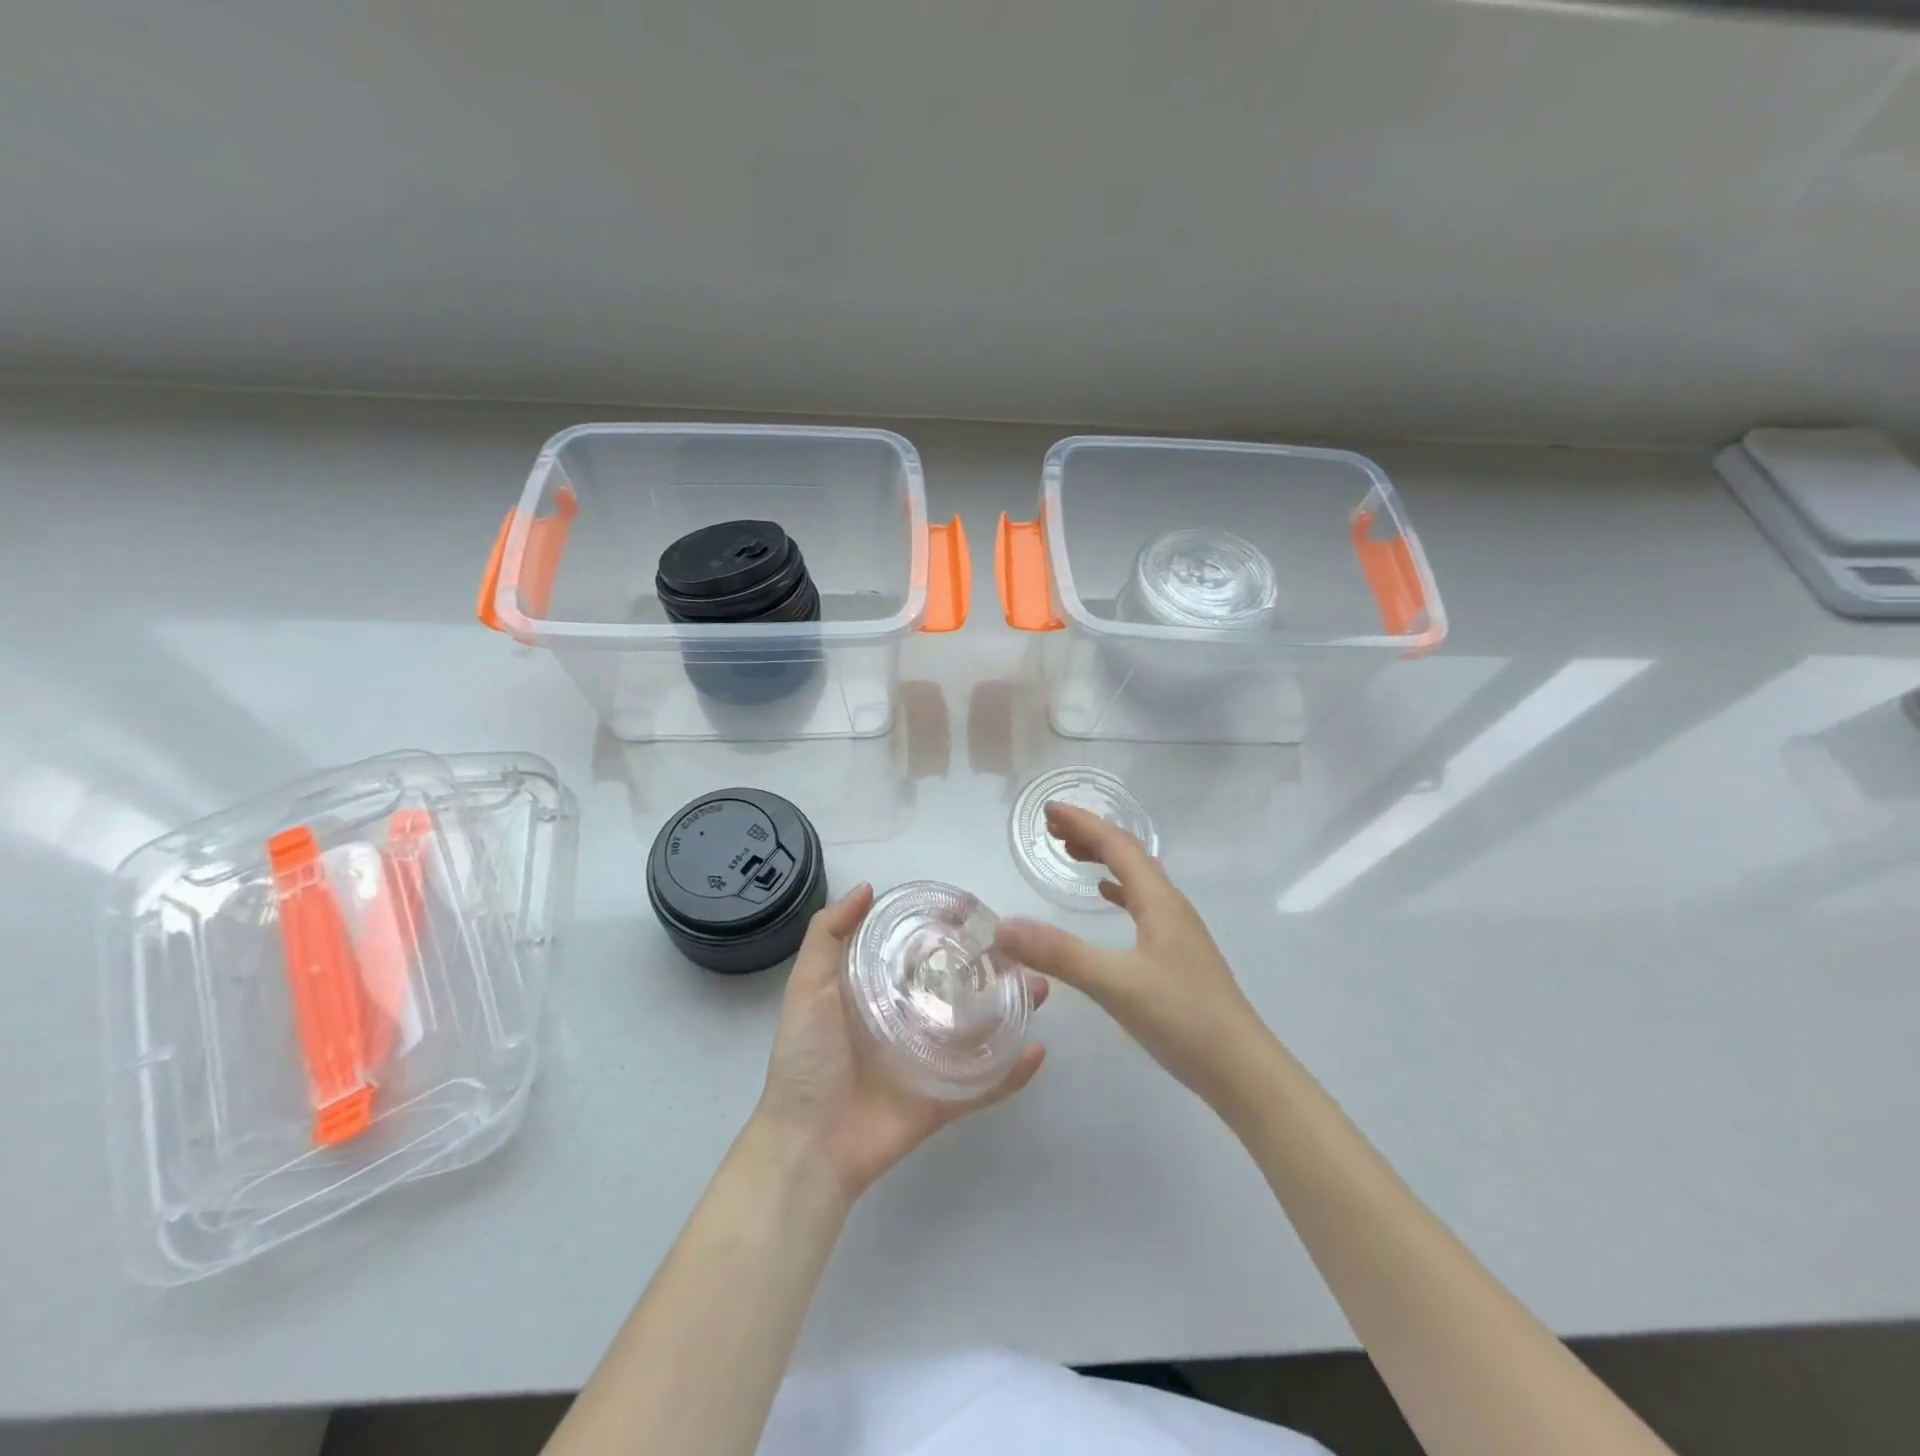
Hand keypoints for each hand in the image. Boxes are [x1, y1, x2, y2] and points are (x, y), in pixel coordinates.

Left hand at [755, 883, 1047, 1203]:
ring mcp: (930, 1061)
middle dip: (990, 968)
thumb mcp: (808, 987)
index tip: (974, 911)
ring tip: (1039, 987)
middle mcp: (909, 1021)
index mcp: (879, 993)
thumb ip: (828, 935)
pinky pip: (985, 1084)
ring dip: (1011, 1010)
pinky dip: (1012, 1072)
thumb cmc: (807, 1058)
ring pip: (980, 1030)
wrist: (808, 1144)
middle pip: (958, 988)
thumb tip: (868, 887)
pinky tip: (1038, 1049)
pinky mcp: (944, 1099)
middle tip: (1021, 949)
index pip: (919, 952)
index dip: (945, 931)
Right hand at [995, 803, 1271, 1109]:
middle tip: (1052, 831)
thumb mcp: (1115, 984)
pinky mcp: (1178, 955)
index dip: (1083, 823)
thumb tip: (1004, 927)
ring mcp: (1178, 931)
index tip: (1047, 810)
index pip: (1117, 845)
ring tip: (1073, 855)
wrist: (1242, 1070)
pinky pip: (1143, 904)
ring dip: (1104, 860)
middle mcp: (1171, 907)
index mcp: (1159, 902)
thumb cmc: (1183, 1019)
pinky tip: (1107, 900)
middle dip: (1091, 836)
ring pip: (1137, 879)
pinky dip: (1119, 891)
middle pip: (1129, 855)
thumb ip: (1059, 954)